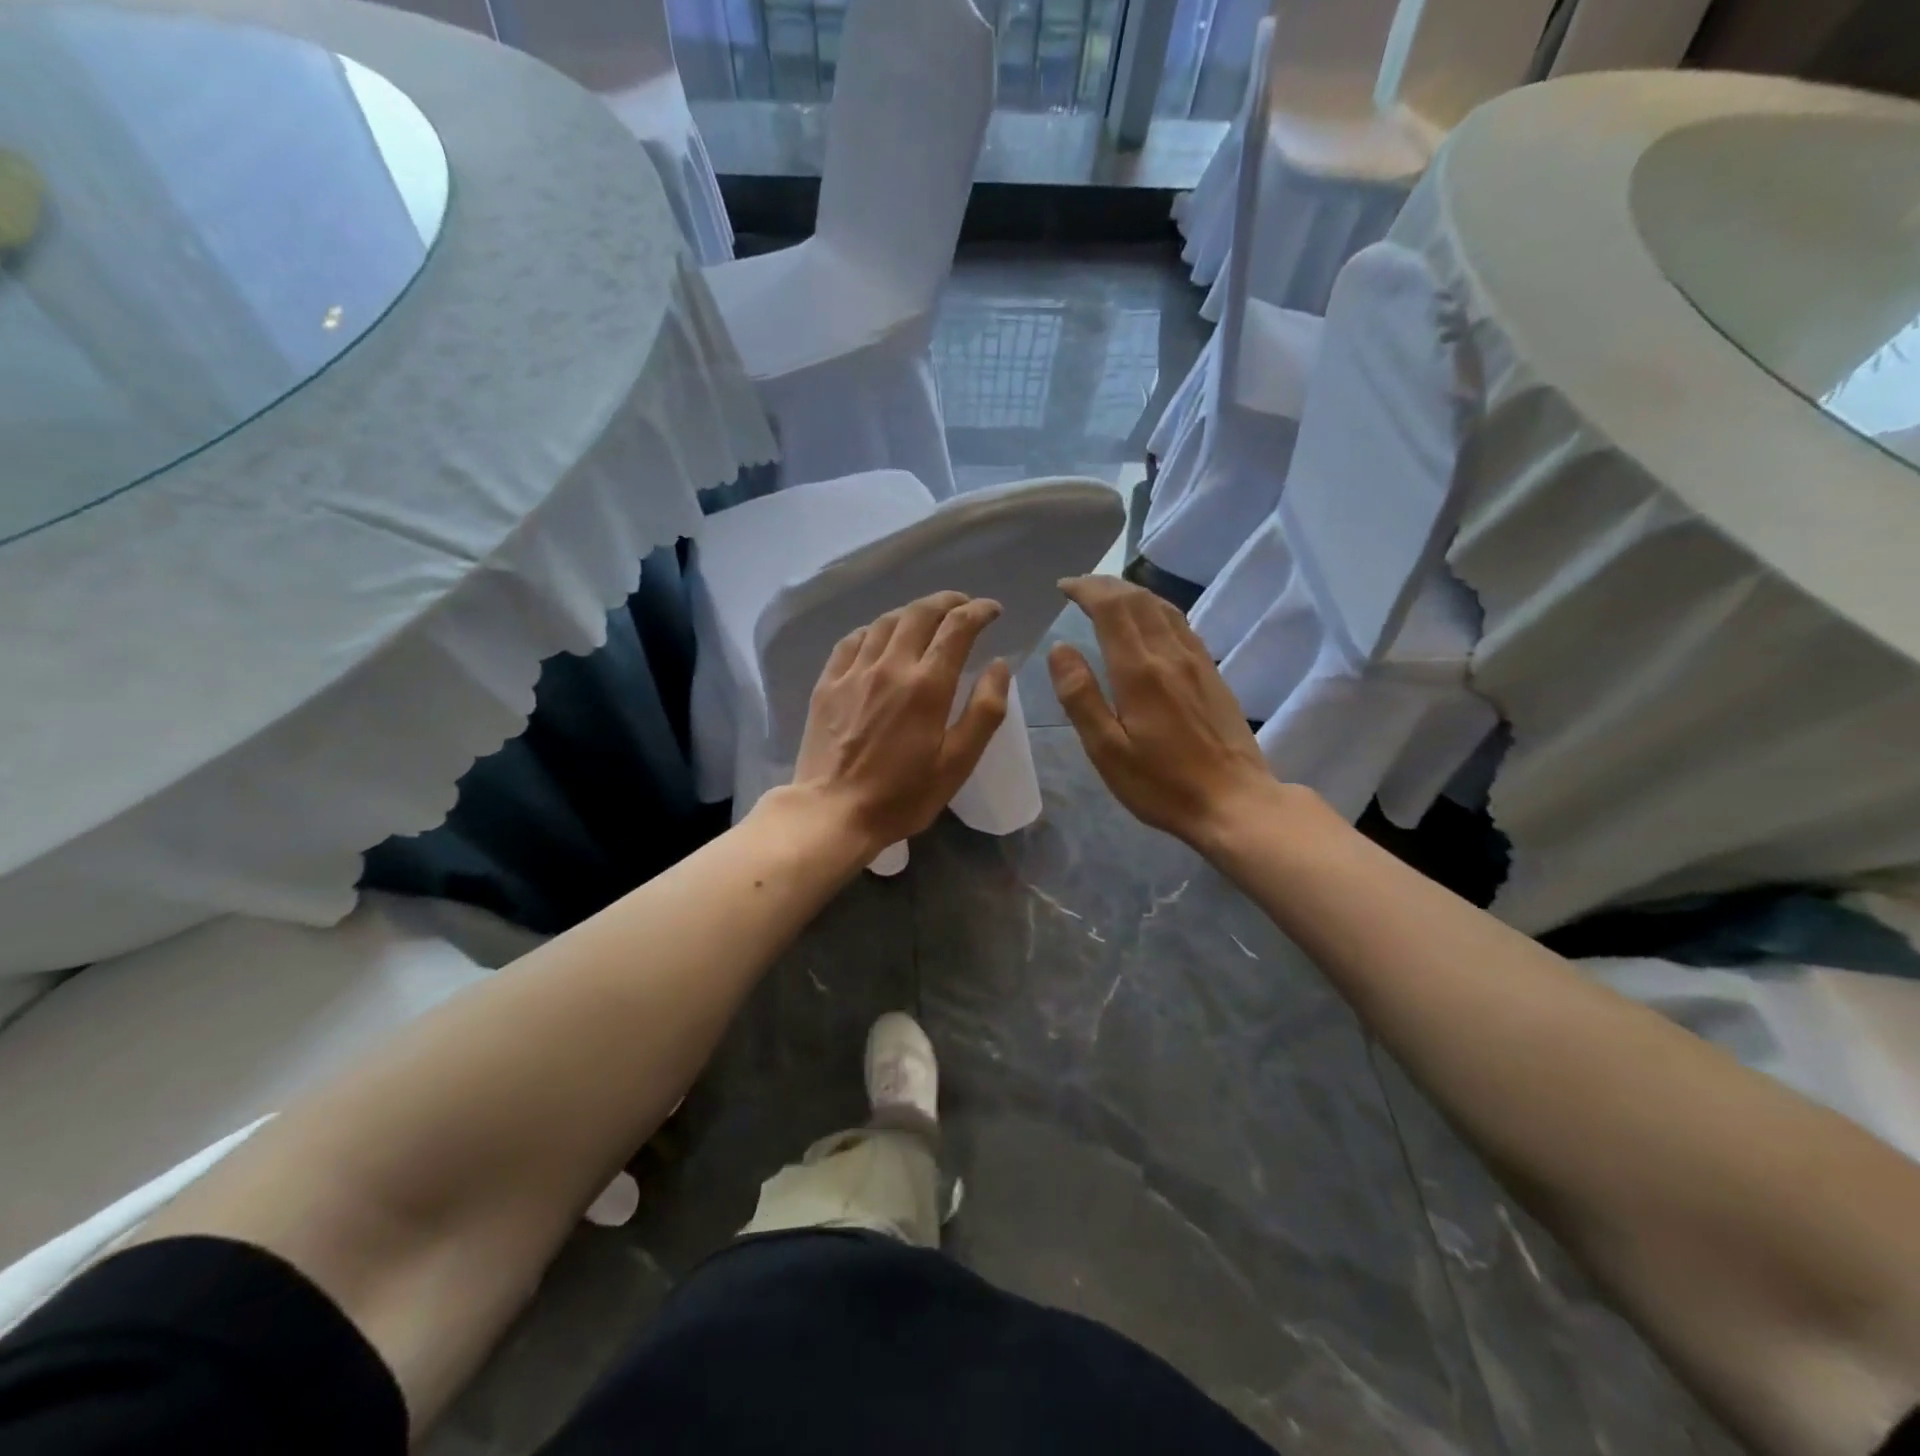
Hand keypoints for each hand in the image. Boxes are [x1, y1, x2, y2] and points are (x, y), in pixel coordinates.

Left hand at [789, 591, 1011, 855]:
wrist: (833, 812)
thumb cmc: (903, 795)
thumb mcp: (958, 763)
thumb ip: (984, 711)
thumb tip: (999, 665)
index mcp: (927, 685)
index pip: (957, 627)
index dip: (979, 610)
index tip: (993, 611)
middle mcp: (890, 666)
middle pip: (920, 613)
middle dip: (948, 602)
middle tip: (964, 607)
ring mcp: (854, 672)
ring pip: (886, 621)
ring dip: (912, 612)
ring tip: (927, 619)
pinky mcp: (828, 683)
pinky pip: (853, 640)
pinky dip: (875, 629)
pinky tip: (881, 638)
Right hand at [1048, 576, 1279, 847]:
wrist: (1235, 802)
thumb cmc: (1162, 784)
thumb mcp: (1107, 751)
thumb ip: (1081, 696)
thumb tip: (1059, 648)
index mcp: (1139, 672)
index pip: (1112, 608)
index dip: (1086, 589)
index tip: (1064, 587)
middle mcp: (1170, 655)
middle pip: (1139, 600)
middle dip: (1106, 585)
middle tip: (1080, 587)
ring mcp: (1197, 662)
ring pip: (1164, 607)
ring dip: (1132, 593)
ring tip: (1109, 595)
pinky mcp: (1213, 674)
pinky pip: (1182, 624)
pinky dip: (1157, 609)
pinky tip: (1150, 621)